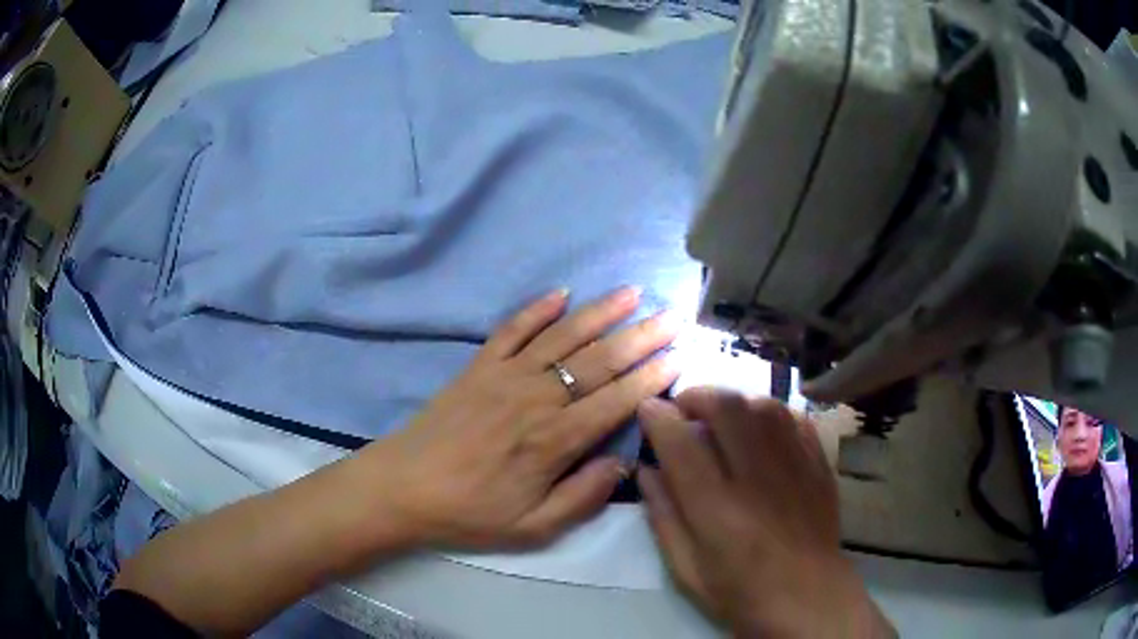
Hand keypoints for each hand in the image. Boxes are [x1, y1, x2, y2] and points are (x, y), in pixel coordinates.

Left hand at [357, 287, 680, 548]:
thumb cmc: (470, 513)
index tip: (680, 355)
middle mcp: (536, 398)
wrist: (403, 488)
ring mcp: (505, 376)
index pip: (616, 401)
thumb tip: (624, 463)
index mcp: (554, 441)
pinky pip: (512, 330)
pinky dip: (536, 309)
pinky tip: (561, 293)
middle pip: (599, 361)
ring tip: (631, 293)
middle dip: (641, 337)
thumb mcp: (532, 527)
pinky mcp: (478, 367)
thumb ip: (583, 497)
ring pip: (563, 337)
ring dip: (600, 313)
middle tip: (673, 316)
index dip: (651, 377)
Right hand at [637, 389, 893, 637]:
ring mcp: (795, 466)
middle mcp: (757, 477)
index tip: (647, 410)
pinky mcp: (819, 465)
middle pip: (727, 408)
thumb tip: (646, 470)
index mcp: (717, 509)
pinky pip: (795, 419)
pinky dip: (771, 412)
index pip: (681, 443)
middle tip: (683, 407)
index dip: (658, 417)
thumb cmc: (740, 592)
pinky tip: (760, 427)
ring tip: (720, 415)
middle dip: (698, 395)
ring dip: (734, 400)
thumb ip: (664, 517)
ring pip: (763, 405)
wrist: (808, 598)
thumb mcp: (687, 569)